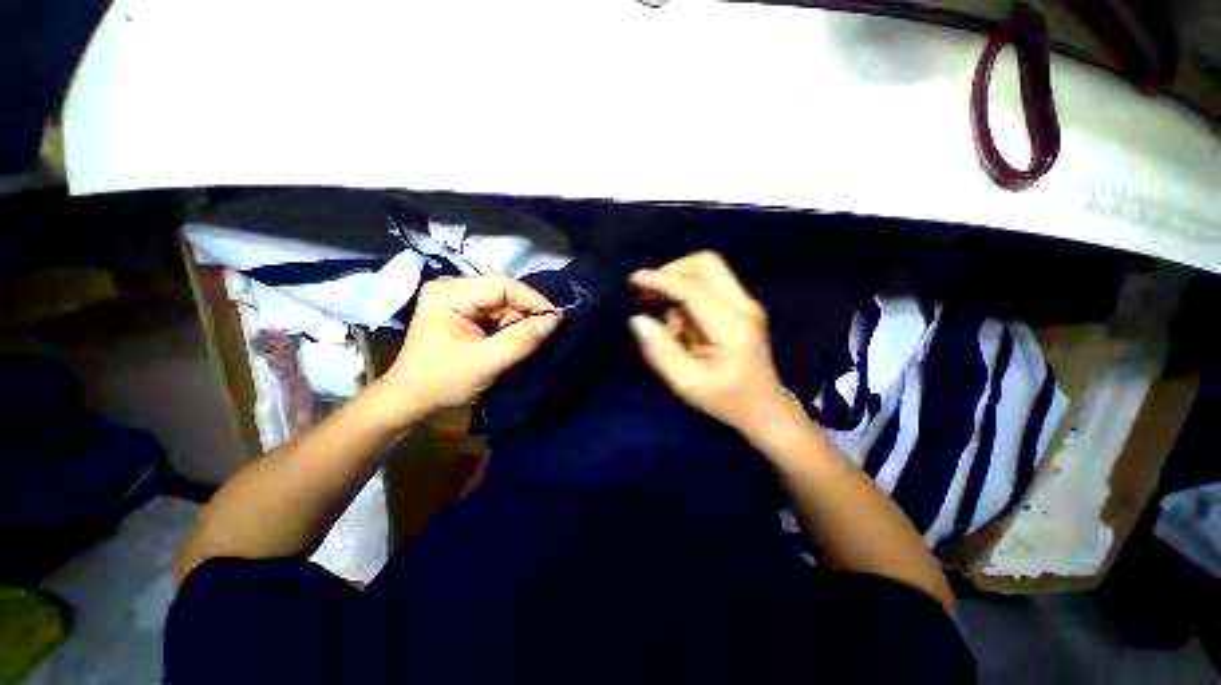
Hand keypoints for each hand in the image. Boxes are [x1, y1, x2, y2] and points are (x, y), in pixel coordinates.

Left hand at [377, 275, 559, 419]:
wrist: (412, 400)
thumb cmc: (442, 382)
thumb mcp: (485, 363)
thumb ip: (521, 340)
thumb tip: (554, 320)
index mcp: (449, 293)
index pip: (502, 285)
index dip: (533, 300)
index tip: (555, 320)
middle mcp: (453, 287)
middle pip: (504, 292)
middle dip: (525, 313)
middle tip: (541, 336)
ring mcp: (457, 297)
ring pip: (504, 302)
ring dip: (519, 321)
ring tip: (523, 343)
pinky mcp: (463, 310)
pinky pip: (497, 311)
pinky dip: (510, 326)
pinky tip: (511, 341)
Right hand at [628, 251, 800, 440]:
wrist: (763, 407)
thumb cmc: (726, 400)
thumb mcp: (687, 384)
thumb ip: (661, 351)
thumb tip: (638, 320)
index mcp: (733, 327)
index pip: (694, 289)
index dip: (661, 280)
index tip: (634, 281)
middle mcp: (744, 306)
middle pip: (707, 264)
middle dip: (672, 272)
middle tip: (649, 293)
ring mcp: (746, 303)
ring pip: (707, 271)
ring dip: (679, 286)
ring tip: (667, 320)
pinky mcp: (741, 306)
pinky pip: (709, 285)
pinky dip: (687, 295)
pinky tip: (681, 323)